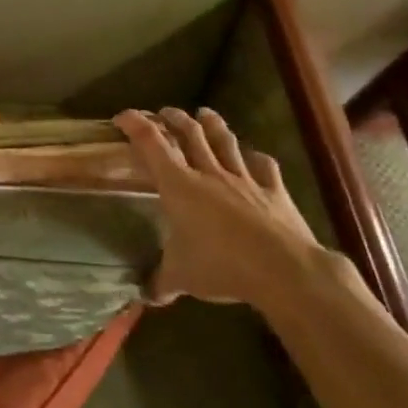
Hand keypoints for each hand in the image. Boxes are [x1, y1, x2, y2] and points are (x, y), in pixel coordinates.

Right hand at [113, 107, 330, 310]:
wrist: (285, 270)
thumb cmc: (221, 266)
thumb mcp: (182, 277)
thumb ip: (162, 282)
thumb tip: (146, 296)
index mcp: (179, 185)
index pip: (151, 143)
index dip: (135, 124)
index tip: (122, 116)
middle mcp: (209, 173)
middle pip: (189, 134)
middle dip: (174, 118)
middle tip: (164, 112)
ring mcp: (245, 179)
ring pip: (225, 142)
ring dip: (213, 125)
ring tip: (205, 113)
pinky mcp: (274, 191)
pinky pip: (264, 167)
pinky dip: (256, 159)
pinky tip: (255, 157)